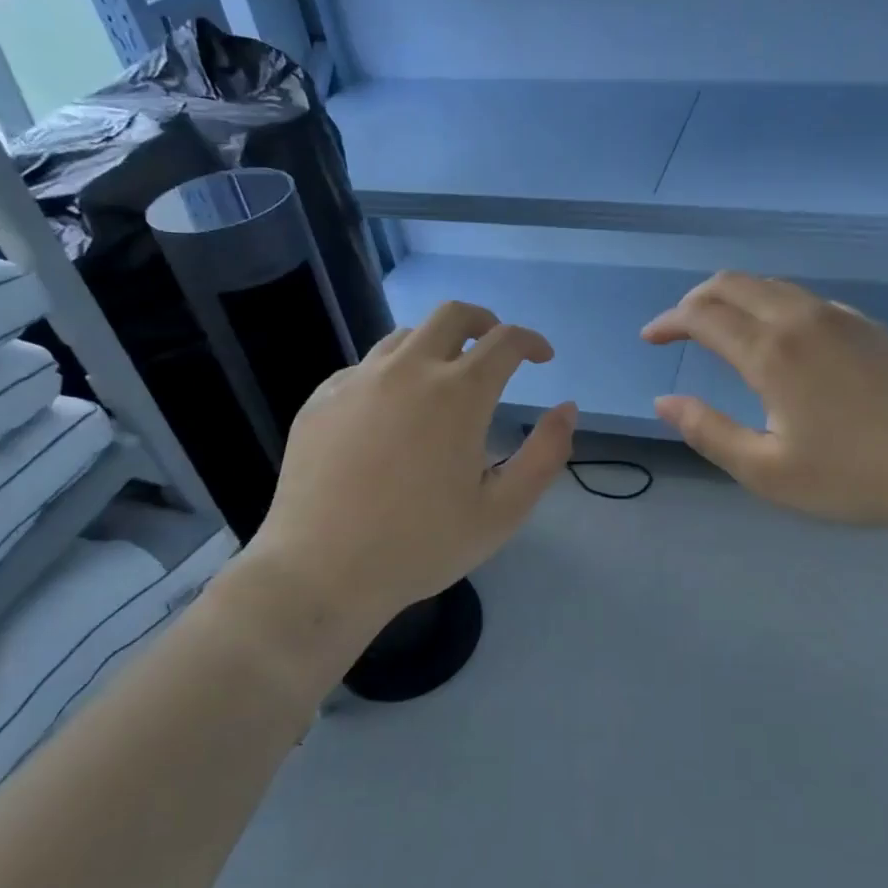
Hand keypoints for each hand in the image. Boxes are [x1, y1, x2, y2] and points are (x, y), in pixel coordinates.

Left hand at [241, 301, 574, 648]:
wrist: (321, 573)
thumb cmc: (422, 545)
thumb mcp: (504, 510)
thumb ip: (546, 454)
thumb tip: (567, 408)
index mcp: (458, 393)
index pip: (505, 341)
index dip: (531, 342)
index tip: (542, 358)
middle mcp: (408, 370)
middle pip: (452, 314)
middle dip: (485, 322)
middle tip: (496, 348)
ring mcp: (357, 381)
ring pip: (405, 336)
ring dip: (437, 345)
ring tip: (445, 379)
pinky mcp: (321, 399)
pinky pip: (365, 367)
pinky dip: (393, 373)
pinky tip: (392, 411)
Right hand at [642, 272, 887, 533]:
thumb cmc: (854, 477)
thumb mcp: (767, 471)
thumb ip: (709, 432)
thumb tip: (665, 401)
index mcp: (771, 351)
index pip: (703, 315)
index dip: (669, 321)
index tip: (650, 337)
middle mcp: (801, 318)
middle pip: (734, 283)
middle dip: (696, 299)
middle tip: (678, 327)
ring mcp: (840, 317)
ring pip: (772, 285)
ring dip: (735, 297)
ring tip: (721, 328)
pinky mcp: (869, 325)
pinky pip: (805, 299)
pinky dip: (773, 305)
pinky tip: (780, 339)